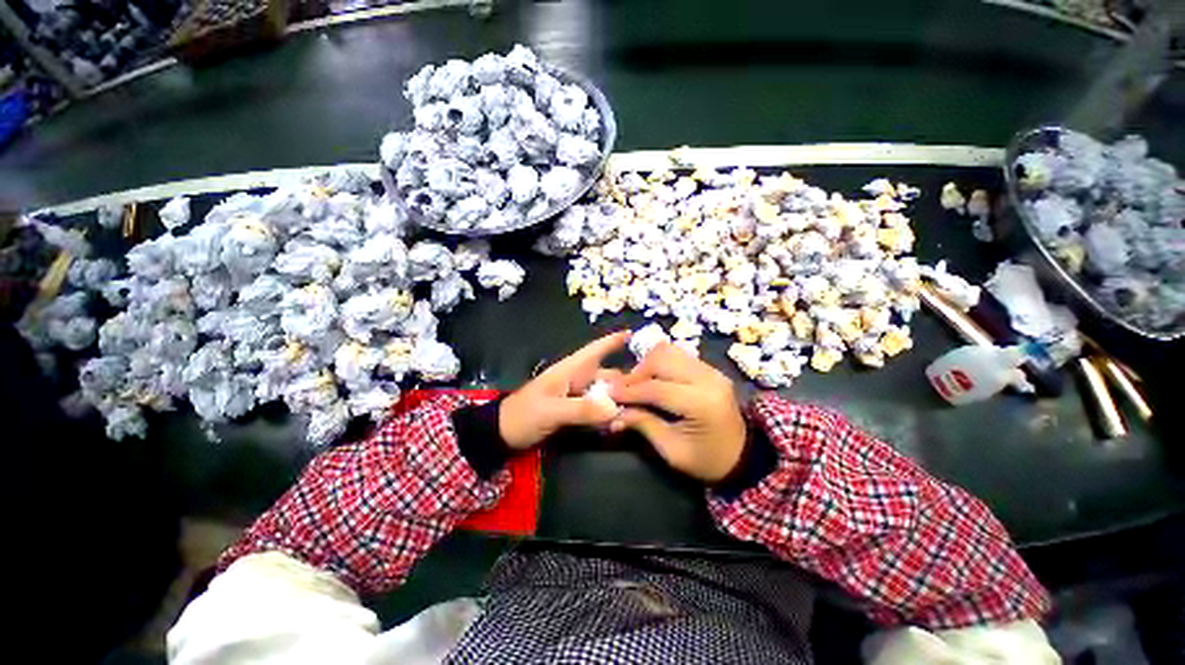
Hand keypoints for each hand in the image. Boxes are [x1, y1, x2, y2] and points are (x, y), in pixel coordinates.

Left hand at [499, 331, 629, 449]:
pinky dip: (608, 413)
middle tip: (650, 389)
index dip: (612, 341)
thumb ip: (581, 409)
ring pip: (604, 392)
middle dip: (626, 379)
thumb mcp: (551, 411)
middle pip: (607, 374)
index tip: (633, 333)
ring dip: (619, 399)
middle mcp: (576, 379)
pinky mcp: (574, 410)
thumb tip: (615, 408)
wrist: (504, 433)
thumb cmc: (524, 414)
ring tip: (639, 408)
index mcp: (569, 370)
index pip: (594, 350)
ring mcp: (576, 395)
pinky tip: (618, 423)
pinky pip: (597, 408)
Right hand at [609, 343, 746, 482]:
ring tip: (638, 383)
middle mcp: (709, 379)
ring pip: (669, 351)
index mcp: (702, 403)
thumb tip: (614, 414)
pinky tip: (653, 379)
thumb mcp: (672, 451)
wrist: (742, 456)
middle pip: (662, 359)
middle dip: (637, 373)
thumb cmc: (707, 460)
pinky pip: (678, 355)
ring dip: (648, 364)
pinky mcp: (710, 368)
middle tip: (623, 389)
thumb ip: (643, 425)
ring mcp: (711, 370)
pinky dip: (660, 363)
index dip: (629, 390)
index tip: (608, 393)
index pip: (657, 388)